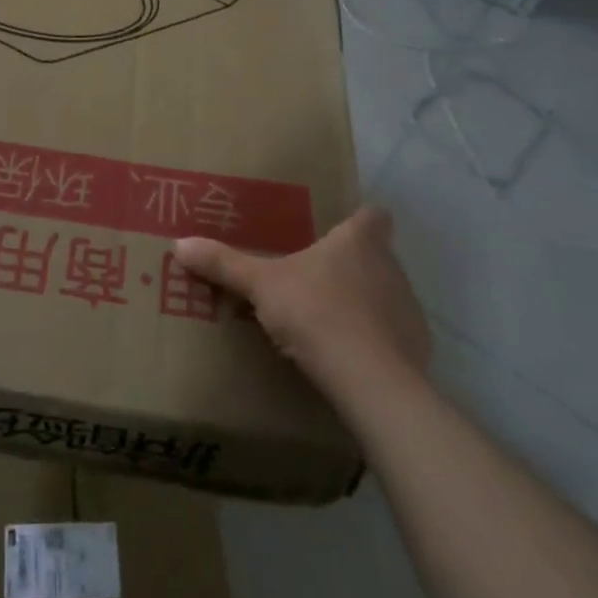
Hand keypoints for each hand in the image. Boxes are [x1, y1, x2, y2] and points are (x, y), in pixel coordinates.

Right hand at [175, 208, 429, 402]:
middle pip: (377, 255)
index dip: (359, 219)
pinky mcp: (418, 347)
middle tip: (315, 277)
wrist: (371, 381)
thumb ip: (224, 265)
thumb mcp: (261, 286)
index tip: (339, 228)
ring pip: (386, 294)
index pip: (373, 216)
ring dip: (364, 302)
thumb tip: (179, 244)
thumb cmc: (316, 314)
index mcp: (358, 242)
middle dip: (352, 264)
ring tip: (328, 320)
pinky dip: (376, 340)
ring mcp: (408, 308)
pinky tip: (350, 357)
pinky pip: (394, 335)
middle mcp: (390, 267)